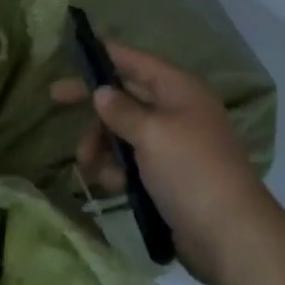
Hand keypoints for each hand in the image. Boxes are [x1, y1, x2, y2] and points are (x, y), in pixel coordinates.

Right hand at [52, 43, 278, 284]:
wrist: (230, 235)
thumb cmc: (190, 171)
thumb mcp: (152, 133)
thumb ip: (122, 110)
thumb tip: (101, 91)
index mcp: (179, 89)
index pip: (137, 61)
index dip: (107, 53)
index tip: (76, 49)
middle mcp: (177, 111)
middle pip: (126, 96)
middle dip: (94, 105)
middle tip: (54, 98)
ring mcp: (174, 145)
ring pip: (125, 132)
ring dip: (102, 144)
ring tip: (88, 164)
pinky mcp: (169, 177)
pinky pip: (133, 162)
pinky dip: (117, 169)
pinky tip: (109, 184)